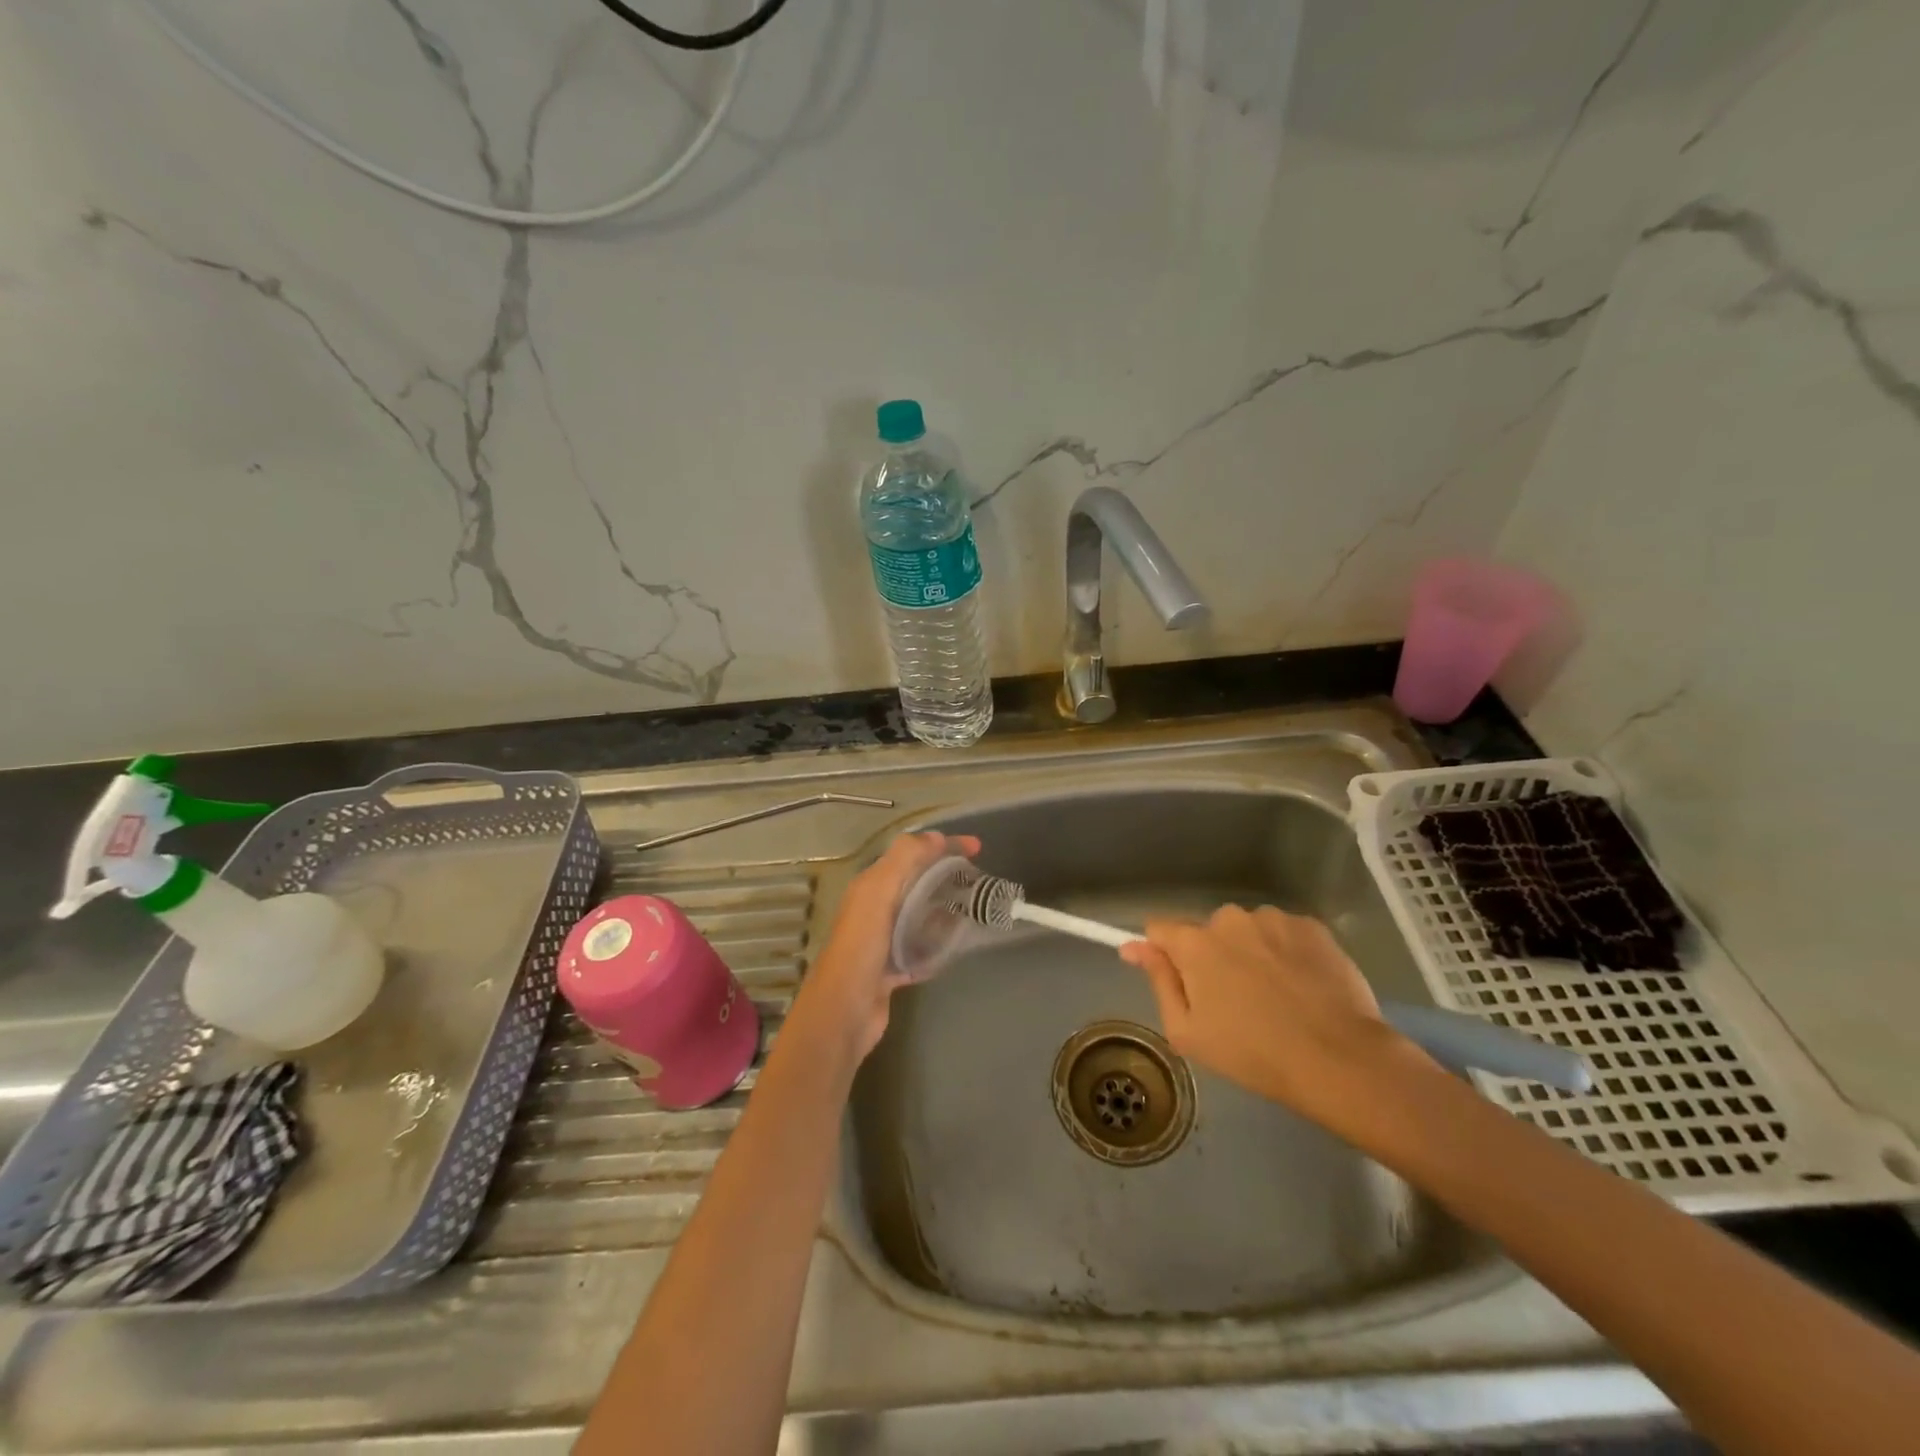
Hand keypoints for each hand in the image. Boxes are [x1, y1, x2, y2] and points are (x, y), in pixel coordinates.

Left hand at [794, 831, 980, 1064]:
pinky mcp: (891, 970)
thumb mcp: (879, 891)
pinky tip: (956, 945)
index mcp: (870, 886)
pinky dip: (937, 944)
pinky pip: (920, 948)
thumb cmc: (862, 946)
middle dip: (946, 876)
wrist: (844, 1010)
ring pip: (920, 916)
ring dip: (944, 909)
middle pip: (916, 883)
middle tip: (979, 880)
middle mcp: (874, 909)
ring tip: (975, 909)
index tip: (978, 847)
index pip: (911, 854)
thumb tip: (937, 837)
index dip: (943, 846)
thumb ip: (905, 859)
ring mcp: (883, 941)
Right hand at [1119, 905, 1430, 1125]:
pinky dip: (1286, 953)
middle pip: (1207, 931)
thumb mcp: (1187, 1032)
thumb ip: (1159, 981)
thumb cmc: (1253, 1054)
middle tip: (1235, 1001)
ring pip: (1248, 931)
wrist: (1340, 1059)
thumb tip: (1133, 946)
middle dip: (1213, 956)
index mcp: (1195, 943)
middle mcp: (1230, 918)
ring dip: (1251, 953)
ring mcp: (1274, 918)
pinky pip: (1284, 934)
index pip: (1160, 929)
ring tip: (1276, 996)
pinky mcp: (1312, 926)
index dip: (1163, 953)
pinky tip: (1303, 987)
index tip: (1178, 980)